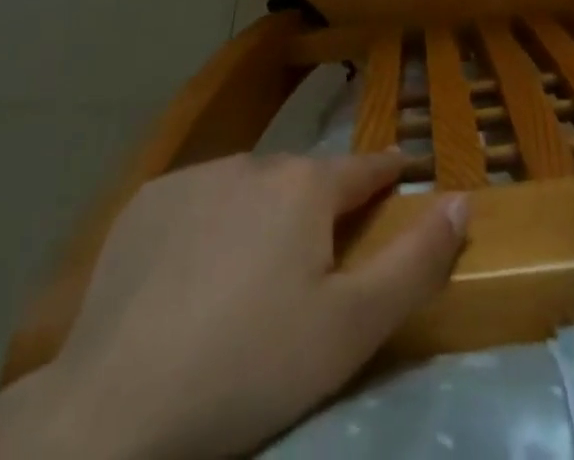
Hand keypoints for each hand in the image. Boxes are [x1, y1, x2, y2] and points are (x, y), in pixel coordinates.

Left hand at [0, 152, 466, 459]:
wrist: (113, 411)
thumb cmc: (249, 370)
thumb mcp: (351, 330)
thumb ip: (416, 261)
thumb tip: (460, 199)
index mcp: (307, 186)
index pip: (365, 168)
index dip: (388, 171)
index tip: (403, 170)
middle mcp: (256, 161)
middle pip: (304, 180)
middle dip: (319, 208)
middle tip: (316, 261)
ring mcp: (197, 176)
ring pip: (250, 188)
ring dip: (263, 216)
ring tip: (252, 276)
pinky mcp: (148, 201)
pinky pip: (198, 201)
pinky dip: (210, 226)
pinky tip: (194, 275)